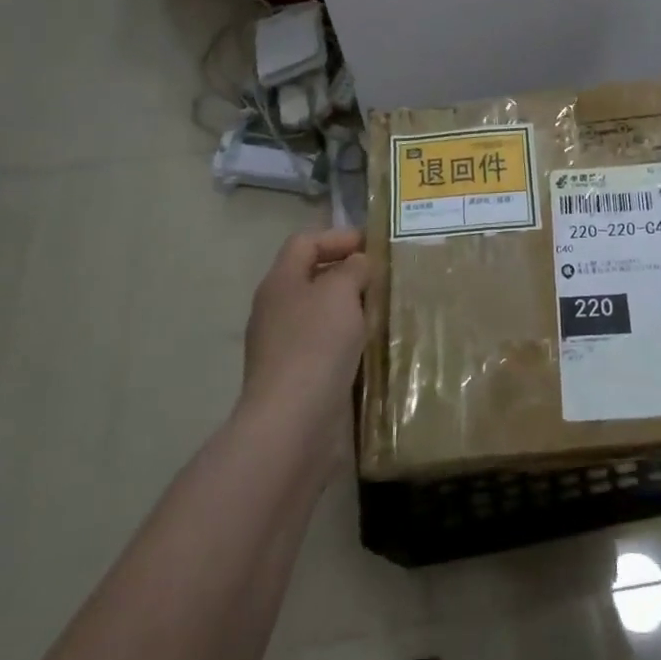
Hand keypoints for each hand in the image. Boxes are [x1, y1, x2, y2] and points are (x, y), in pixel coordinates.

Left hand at [241, 228, 369, 431]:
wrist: (292, 422)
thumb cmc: (316, 345)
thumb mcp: (341, 292)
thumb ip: (353, 269)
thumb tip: (358, 265)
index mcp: (280, 282)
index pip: (305, 242)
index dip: (339, 237)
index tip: (374, 246)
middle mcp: (276, 310)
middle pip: (313, 278)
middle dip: (348, 274)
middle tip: (384, 278)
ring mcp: (283, 347)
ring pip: (321, 314)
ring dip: (351, 310)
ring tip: (384, 311)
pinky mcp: (296, 378)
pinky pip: (325, 347)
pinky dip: (349, 342)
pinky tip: (372, 348)